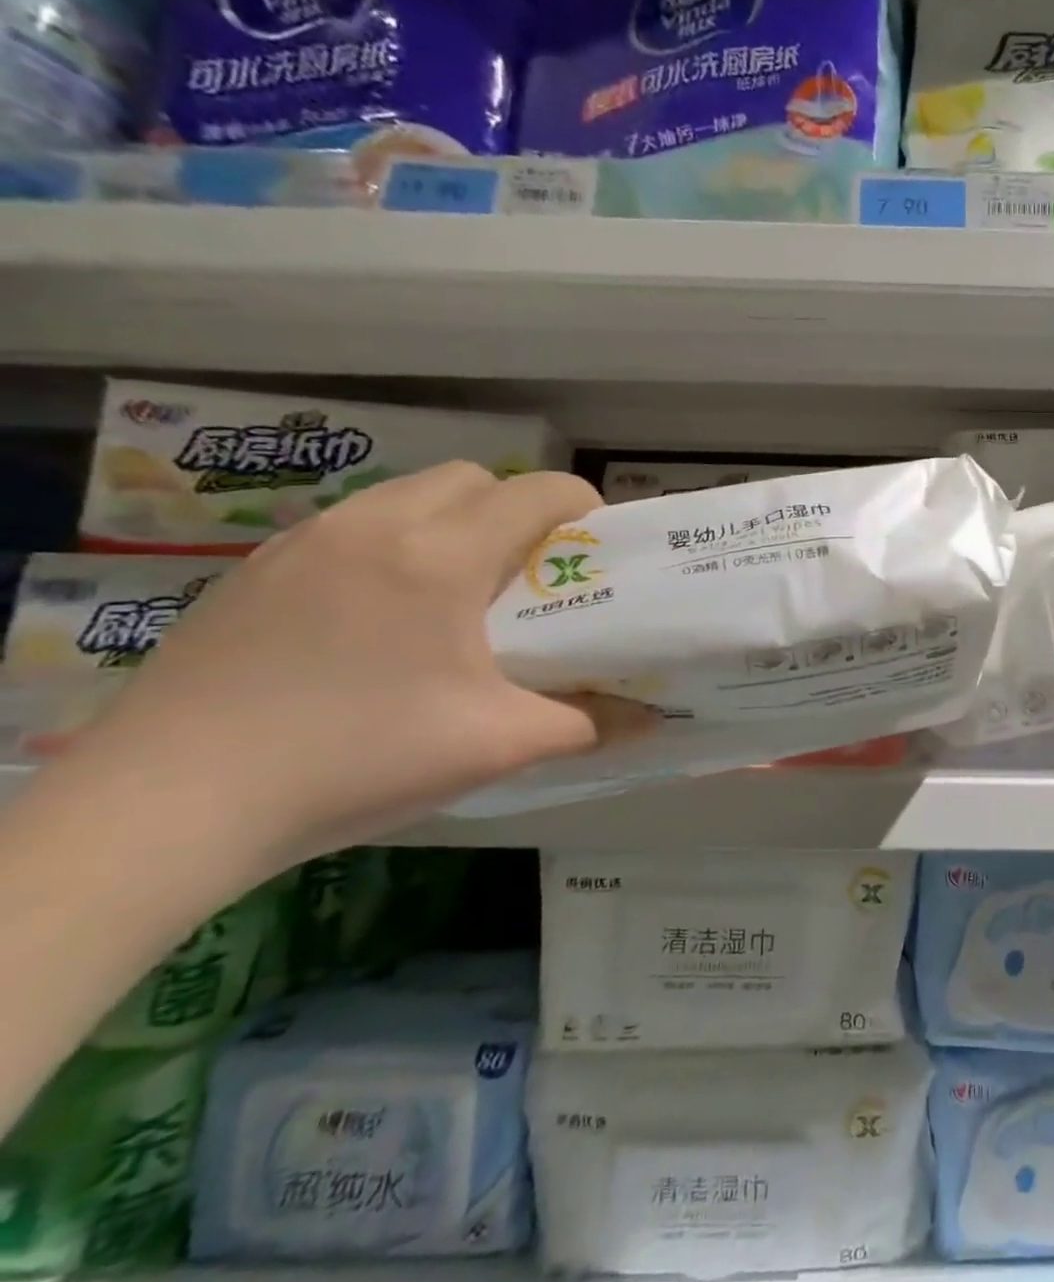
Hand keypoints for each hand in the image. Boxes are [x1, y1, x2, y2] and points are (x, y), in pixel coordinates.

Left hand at [63, 462, 652, 858]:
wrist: (172, 801)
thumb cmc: (360, 757)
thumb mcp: (498, 745)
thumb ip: (589, 723)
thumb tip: (652, 719)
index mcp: (441, 555)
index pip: (537, 492)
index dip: (584, 508)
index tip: (598, 551)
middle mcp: (375, 525)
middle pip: (473, 479)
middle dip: (517, 511)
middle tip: (531, 576)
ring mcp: (306, 541)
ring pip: (407, 496)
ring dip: (454, 524)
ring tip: (461, 596)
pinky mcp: (258, 569)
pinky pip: (353, 527)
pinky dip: (394, 545)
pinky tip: (385, 618)